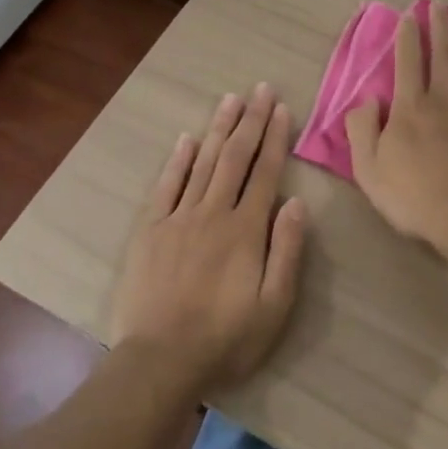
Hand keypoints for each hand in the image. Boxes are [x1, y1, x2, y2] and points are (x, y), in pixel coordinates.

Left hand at [109, 84, 308, 397]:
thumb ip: (287, 251)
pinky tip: (188, 140)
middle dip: (250, 120)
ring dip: (218, 129)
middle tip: (259, 88)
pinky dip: (178, 160)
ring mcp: (178, 219)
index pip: (264, 172)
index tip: (281, 108)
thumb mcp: (275, 305)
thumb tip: (296, 203)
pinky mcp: (151, 231)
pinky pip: (166, 186)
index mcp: (245, 229)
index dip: (275, 138)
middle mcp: (212, 213)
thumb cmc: (226, 338)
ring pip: (202, 163)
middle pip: (234, 158)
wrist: (161, 360)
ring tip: (230, 99)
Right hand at [344, 6, 447, 252]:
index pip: (407, 63)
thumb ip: (362, 130)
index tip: (409, 15)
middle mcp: (445, 100)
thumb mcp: (369, 169)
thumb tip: (366, 100)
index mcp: (410, 108)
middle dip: (439, 27)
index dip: (407, 37)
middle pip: (443, 55)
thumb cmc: (415, 197)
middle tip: (439, 5)